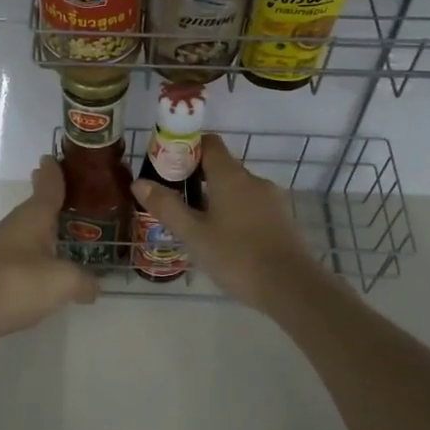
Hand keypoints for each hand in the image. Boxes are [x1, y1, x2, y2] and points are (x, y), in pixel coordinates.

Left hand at [0, 156, 98, 356]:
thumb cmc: (17, 283)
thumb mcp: (62, 281)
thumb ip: (83, 281)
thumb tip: (93, 287)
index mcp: (32, 218)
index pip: (47, 188)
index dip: (53, 174)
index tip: (51, 157)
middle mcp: (14, 228)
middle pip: (34, 209)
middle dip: (46, 199)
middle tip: (62, 190)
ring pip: (25, 234)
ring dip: (40, 230)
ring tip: (59, 231)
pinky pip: (20, 259)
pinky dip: (33, 258)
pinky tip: (43, 270)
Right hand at [130, 134, 326, 311]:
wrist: (291, 287)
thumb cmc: (237, 256)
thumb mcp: (194, 234)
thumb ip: (166, 206)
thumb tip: (139, 182)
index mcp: (231, 176)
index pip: (208, 143)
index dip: (187, 148)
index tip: (167, 165)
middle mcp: (253, 179)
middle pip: (221, 166)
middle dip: (197, 178)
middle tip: (175, 200)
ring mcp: (271, 199)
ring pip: (237, 189)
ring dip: (216, 198)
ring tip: (196, 224)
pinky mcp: (282, 220)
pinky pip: (251, 206)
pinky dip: (234, 213)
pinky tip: (224, 240)